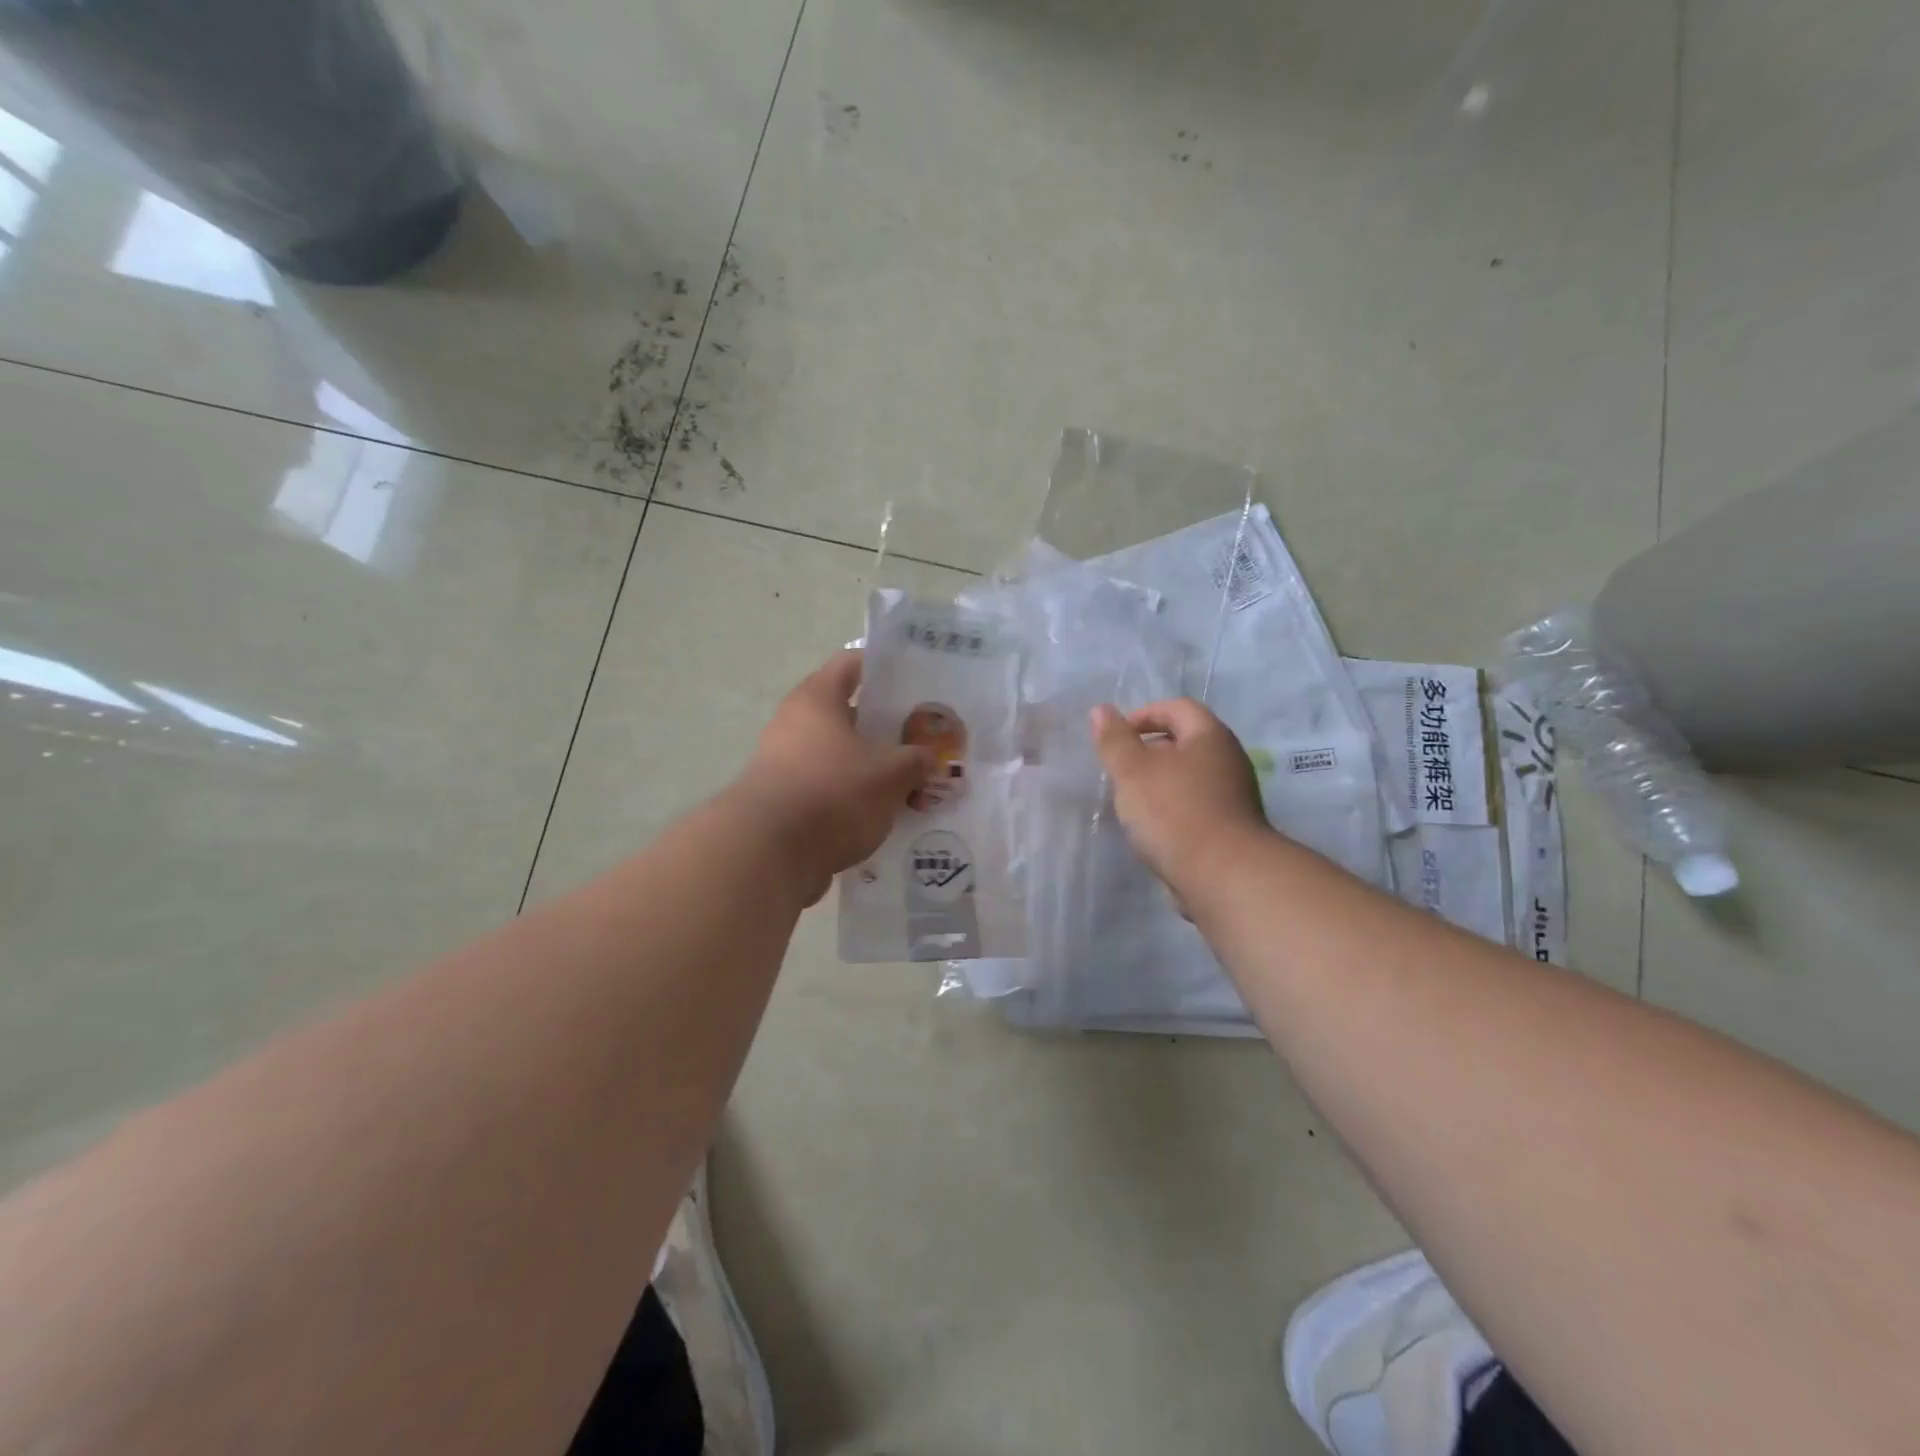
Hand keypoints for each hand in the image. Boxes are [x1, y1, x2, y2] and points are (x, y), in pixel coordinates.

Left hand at [730, 650, 933, 901]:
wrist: (769, 855)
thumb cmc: (833, 793)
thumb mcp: (890, 774)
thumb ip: (915, 761)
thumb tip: (928, 758)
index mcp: (817, 699)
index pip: (852, 664)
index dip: (885, 668)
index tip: (917, 681)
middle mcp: (795, 724)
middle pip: (847, 714)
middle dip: (886, 727)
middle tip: (924, 738)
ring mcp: (785, 764)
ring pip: (840, 756)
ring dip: (873, 768)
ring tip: (912, 782)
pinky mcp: (784, 802)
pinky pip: (829, 790)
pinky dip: (855, 799)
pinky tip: (885, 816)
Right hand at [1090, 698, 1270, 892]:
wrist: (1224, 876)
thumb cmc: (1174, 813)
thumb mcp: (1132, 771)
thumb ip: (1114, 740)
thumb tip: (1100, 710)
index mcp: (1210, 736)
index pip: (1178, 707)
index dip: (1144, 715)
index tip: (1117, 738)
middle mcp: (1229, 760)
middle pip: (1185, 741)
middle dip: (1149, 751)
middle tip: (1121, 770)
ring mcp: (1234, 796)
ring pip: (1190, 776)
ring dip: (1159, 783)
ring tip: (1132, 802)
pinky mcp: (1231, 828)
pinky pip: (1196, 806)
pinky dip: (1173, 809)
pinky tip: (1153, 829)